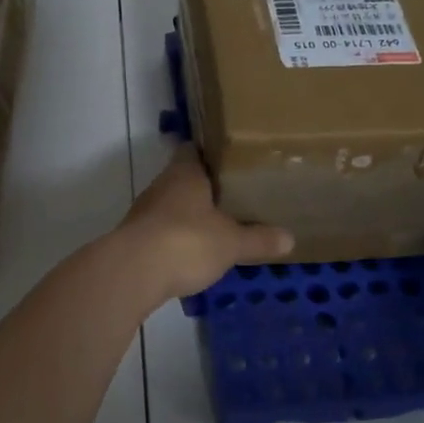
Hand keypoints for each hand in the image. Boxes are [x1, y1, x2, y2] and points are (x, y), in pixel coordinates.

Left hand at [117, 146, 294, 303]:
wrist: (133, 272)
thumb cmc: (187, 241)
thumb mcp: (232, 242)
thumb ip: (259, 239)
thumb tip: (290, 238)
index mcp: (185, 173)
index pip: (193, 150)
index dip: (210, 153)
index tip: (231, 159)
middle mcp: (162, 185)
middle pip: (183, 178)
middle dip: (205, 187)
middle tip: (234, 195)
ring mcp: (145, 211)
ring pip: (172, 205)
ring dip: (190, 214)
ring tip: (219, 224)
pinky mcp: (136, 237)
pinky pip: (162, 230)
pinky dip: (176, 237)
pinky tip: (193, 252)